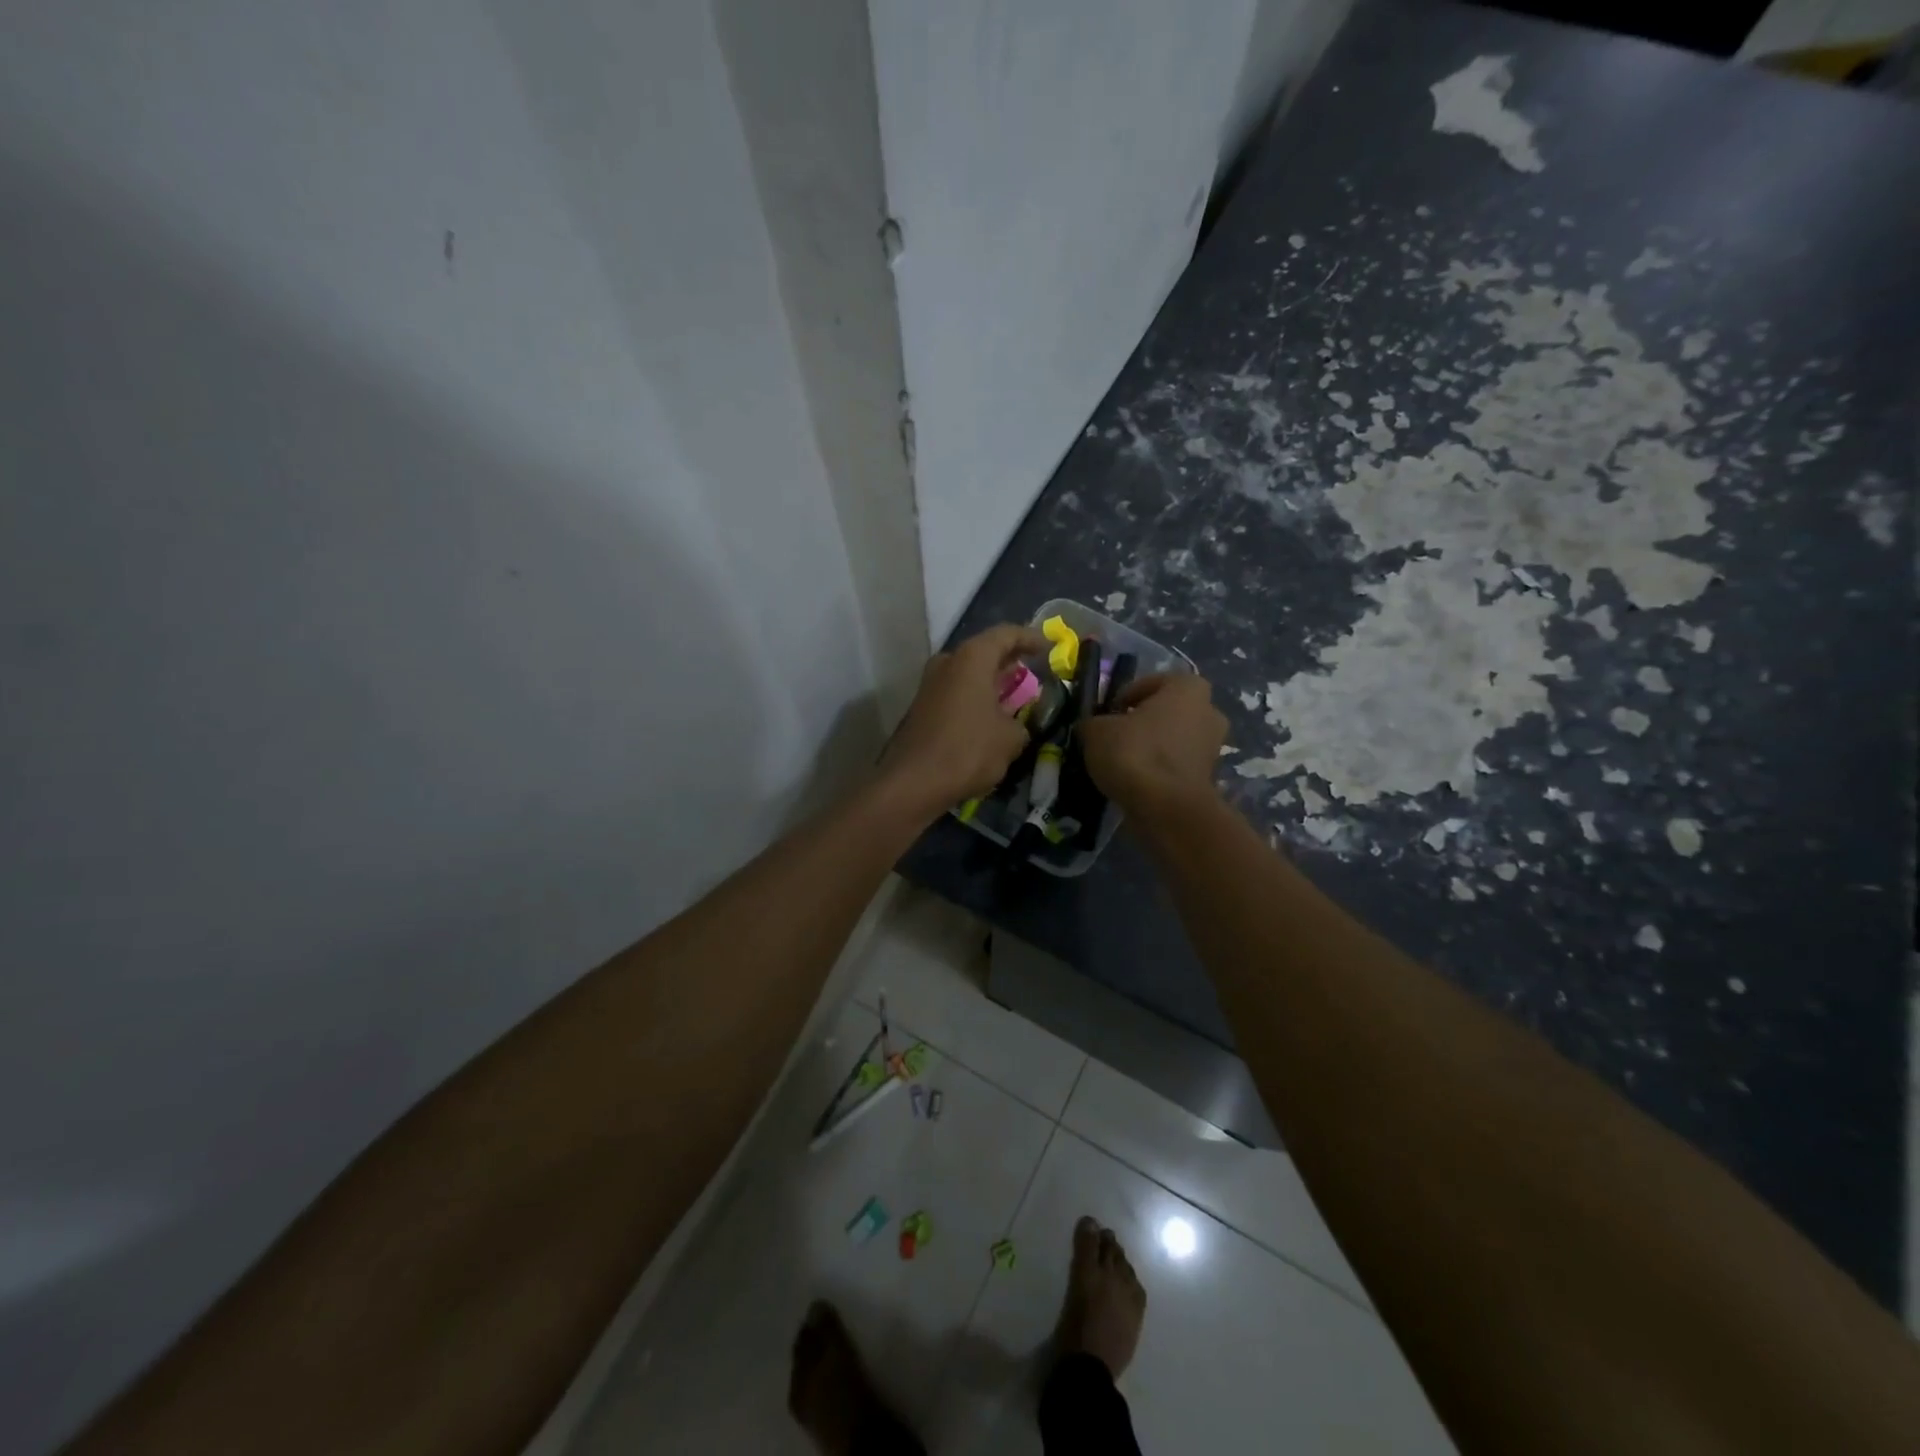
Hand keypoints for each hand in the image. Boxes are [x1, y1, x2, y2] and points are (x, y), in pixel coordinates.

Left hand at [880, 624, 1048, 817]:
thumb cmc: (968, 750)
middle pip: (984, 652)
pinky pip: (956, 693)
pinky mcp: (921, 707)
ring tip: (1015, 696)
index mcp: (971, 658)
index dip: (1031, 638)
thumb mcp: (1011, 739)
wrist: (913, 782)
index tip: (1049, 647)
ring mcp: (930, 684)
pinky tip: (990, 717)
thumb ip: (1021, 723)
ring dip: (991, 682)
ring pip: (968, 674)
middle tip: (1032, 671)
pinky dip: (976, 698)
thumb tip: (1016, 725)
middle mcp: (947, 662)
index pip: (1006, 634)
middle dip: (1009, 662)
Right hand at [1079, 672, 1226, 815]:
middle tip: (1115, 736)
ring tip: (1122, 763)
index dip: (1124, 697)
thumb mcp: (1096, 730)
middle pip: (1167, 711)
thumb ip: (1094, 722)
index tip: (1107, 715)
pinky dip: (1159, 770)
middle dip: (1143, 721)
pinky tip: (1136, 782)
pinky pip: (1177, 764)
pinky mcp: (1209, 777)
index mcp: (1188, 687)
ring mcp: (1213, 746)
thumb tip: (1094, 727)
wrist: (1166, 808)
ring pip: (1173, 739)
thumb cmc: (1134, 753)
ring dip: (1152, 747)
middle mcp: (1209, 711)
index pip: (1150, 682)